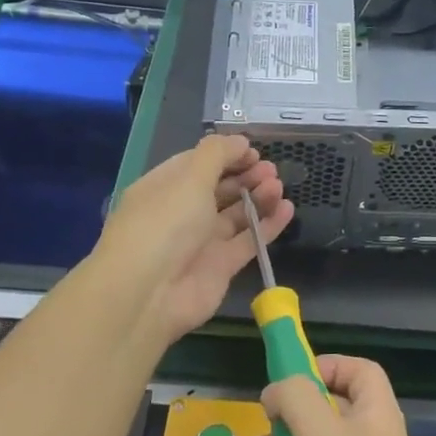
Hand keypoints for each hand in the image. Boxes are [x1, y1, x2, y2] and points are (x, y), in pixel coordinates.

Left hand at [98, 134, 293, 349]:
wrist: (148, 294)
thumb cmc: (165, 224)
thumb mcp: (189, 178)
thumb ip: (217, 154)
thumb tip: (240, 141)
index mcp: (164, 188)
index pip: (197, 164)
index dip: (225, 155)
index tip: (253, 151)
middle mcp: (181, 213)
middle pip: (219, 188)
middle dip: (245, 176)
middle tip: (270, 169)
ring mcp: (201, 241)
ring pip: (236, 214)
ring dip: (258, 197)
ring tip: (278, 186)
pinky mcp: (221, 266)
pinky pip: (249, 240)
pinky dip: (268, 225)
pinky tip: (287, 209)